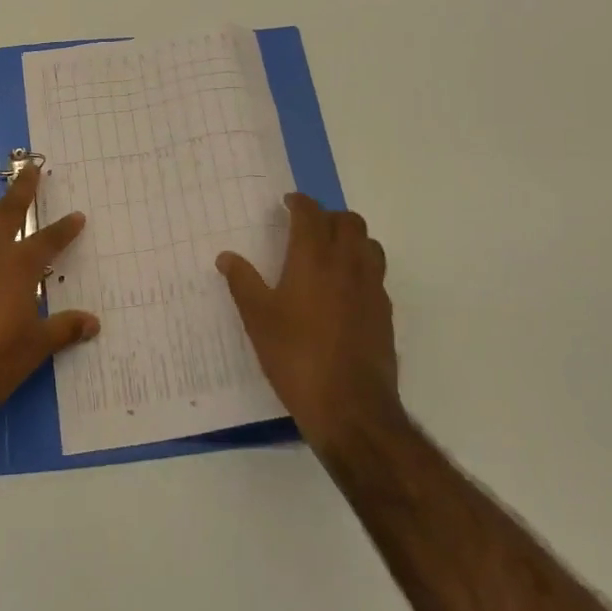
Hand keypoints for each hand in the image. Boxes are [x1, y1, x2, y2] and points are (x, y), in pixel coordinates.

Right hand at [218, 194, 397, 454]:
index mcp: (314, 258)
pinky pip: (376, 274)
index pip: (311, 213)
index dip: (300, 202)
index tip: (288, 203)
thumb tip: (226, 257)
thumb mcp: (258, 319)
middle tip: (308, 227)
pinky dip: (361, 267)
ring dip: (351, 238)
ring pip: (369, 244)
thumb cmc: (296, 357)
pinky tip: (345, 290)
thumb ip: (242, 282)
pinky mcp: (385, 313)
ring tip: (330, 252)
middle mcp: (348, 264)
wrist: (351, 408)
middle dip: (328, 216)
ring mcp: (372, 288)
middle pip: (349, 221)